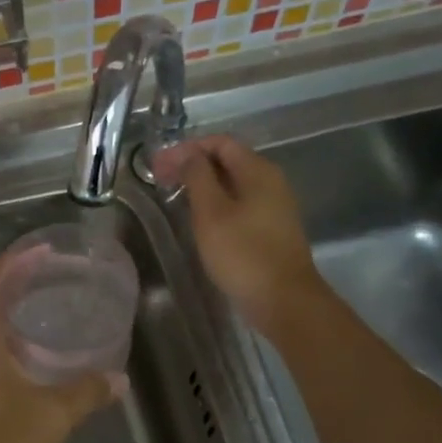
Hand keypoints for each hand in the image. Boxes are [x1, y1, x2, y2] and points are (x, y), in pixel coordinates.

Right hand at [152, 135, 324, 338]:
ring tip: (175, 196)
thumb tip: (189, 155)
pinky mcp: (271, 229)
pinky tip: (199, 218)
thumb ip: (198, 177)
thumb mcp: (211, 212)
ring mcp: (274, 206)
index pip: (220, 142)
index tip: (158, 165)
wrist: (283, 300)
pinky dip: (215, 202)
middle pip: (228, 160)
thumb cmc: (243, 253)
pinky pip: (239, 203)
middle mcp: (270, 182)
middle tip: (160, 179)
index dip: (186, 148)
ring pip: (233, 183)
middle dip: (192, 165)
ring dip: (202, 184)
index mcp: (258, 171)